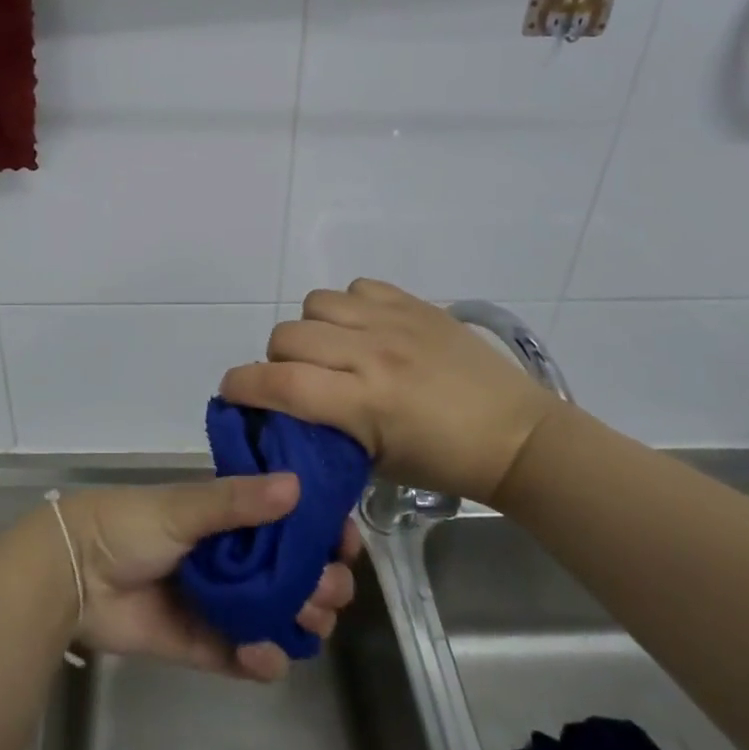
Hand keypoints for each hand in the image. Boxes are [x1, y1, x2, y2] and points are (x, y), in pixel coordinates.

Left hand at [58, 475, 359, 682]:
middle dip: (319, 580)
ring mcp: (218, 601)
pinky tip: (267, 655)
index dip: (320, 531)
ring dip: (300, 619)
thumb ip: (237, 500)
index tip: (344, 541)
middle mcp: (230, 557)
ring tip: (308, 621)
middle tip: (328, 588)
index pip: (288, 522)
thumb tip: (298, 485)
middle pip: (292, 572)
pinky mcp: (201, 642)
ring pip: (276, 614)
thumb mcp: (183, 506)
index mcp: (227, 517)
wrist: (73, 575)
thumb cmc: (129, 526)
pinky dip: (262, 659)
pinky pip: (242, 655)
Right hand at [220, 278, 560, 503]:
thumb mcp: (373, 462)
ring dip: (311, 328)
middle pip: (288, 336)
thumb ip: (323, 429)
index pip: (279, 383)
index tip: (232, 392)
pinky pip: (357, 287)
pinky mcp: (414, 304)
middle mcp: (371, 353)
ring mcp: (394, 322)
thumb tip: (286, 408)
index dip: (241, 385)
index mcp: (363, 403)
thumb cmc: (444, 462)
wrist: (516, 434)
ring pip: (316, 302)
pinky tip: (365, 329)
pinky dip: (348, 306)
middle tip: (297, 379)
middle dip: (277, 359)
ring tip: (332, 348)